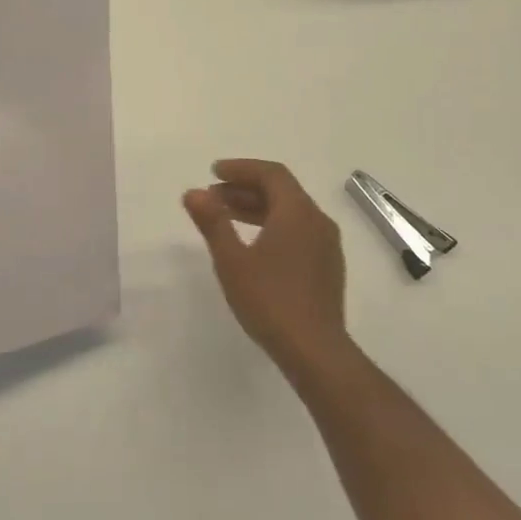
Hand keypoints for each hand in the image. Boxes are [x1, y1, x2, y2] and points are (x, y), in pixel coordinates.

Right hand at [184, 159, 352, 385]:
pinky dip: (272, 225)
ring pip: (289, 212)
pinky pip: (298, 231)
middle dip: (245, 188)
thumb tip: (193, 192)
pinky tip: (252, 244)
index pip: (271, 174)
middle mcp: (317, 221)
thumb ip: (213, 222)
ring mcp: (326, 245)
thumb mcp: (232, 260)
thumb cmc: (270, 300)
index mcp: (298, 212)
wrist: (316, 351)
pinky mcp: (327, 267)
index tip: (213, 172)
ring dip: (257, 208)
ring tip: (224, 217)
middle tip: (212, 197)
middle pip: (281, 191)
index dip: (241, 168)